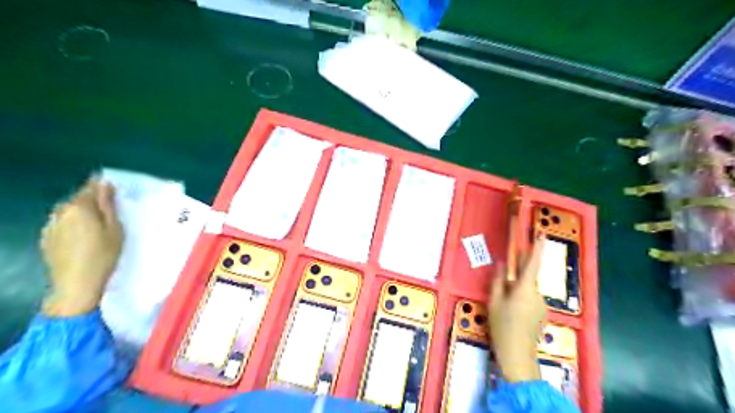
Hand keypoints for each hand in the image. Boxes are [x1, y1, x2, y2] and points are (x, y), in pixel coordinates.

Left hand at [41, 178, 122, 317]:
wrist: (77, 284)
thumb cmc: (104, 254)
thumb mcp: (115, 228)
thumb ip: (108, 205)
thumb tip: (105, 184)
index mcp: (80, 207)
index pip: (90, 187)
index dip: (103, 187)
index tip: (115, 193)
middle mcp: (61, 212)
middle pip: (78, 199)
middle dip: (93, 202)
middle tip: (111, 213)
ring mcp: (50, 226)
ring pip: (69, 212)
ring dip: (82, 214)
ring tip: (97, 227)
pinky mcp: (46, 239)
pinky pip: (62, 224)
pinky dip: (73, 225)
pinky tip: (83, 239)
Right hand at [488, 233, 544, 382]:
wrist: (517, 355)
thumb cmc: (502, 325)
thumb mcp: (494, 301)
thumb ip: (498, 280)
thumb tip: (502, 264)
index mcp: (525, 288)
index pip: (533, 264)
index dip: (537, 248)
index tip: (542, 234)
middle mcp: (537, 294)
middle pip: (529, 276)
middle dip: (521, 268)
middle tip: (509, 262)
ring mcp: (541, 305)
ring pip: (528, 289)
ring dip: (517, 287)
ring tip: (503, 299)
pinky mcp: (541, 314)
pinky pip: (530, 299)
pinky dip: (521, 298)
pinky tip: (511, 310)